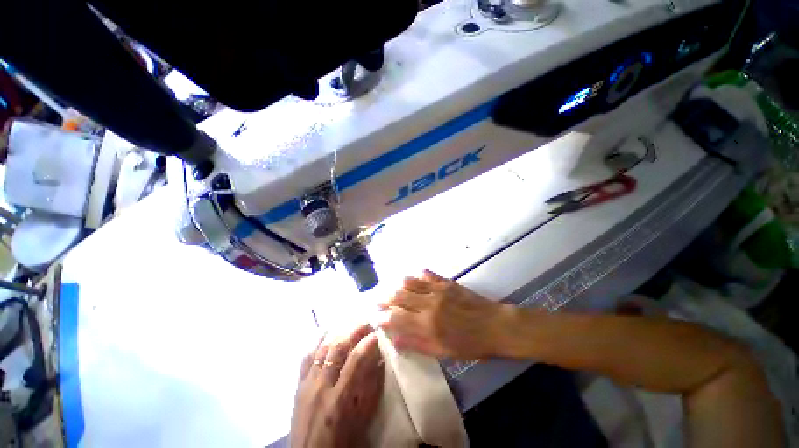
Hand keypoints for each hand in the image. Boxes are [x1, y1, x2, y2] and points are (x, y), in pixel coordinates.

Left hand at [290, 324, 384, 447]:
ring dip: (338, 332)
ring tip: (350, 324)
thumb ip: (371, 390)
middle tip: (366, 323)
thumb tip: (380, 362)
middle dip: (353, 331)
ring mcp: (307, 384)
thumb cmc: (341, 442)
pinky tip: (325, 331)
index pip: (356, 360)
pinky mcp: (298, 385)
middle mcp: (321, 387)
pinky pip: (306, 358)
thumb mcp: (361, 420)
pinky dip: (316, 341)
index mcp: (340, 399)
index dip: (367, 343)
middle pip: (337, 349)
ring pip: (322, 349)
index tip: (377, 334)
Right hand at [378, 270, 508, 359]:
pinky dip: (418, 276)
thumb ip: (418, 345)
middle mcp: (428, 304)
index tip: (377, 318)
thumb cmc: (471, 345)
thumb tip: (396, 340)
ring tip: (393, 290)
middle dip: (385, 298)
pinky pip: (427, 274)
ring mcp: (438, 290)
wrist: (496, 326)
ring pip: (410, 282)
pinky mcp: (447, 282)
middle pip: (399, 296)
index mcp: (427, 325)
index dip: (384, 317)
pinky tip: (415, 278)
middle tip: (379, 301)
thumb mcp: (444, 353)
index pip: (397, 317)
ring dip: (398, 285)